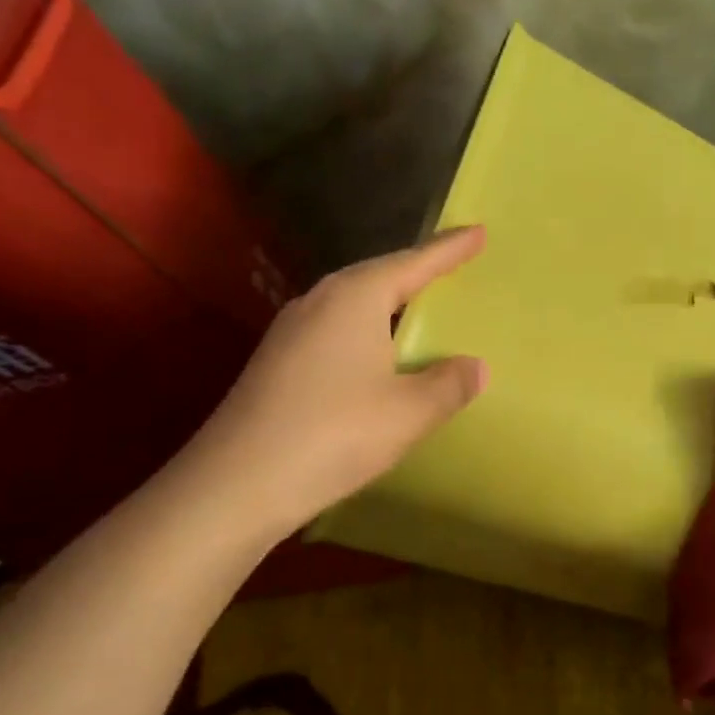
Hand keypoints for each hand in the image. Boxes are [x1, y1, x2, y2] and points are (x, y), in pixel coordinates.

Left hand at [180, 226, 487, 548]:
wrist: (237, 483)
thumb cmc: (334, 434)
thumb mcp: (409, 412)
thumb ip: (448, 385)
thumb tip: (475, 367)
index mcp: (356, 298)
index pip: (414, 262)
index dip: (450, 249)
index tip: (478, 231)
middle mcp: (320, 301)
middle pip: (379, 275)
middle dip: (417, 270)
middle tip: (453, 266)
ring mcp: (292, 331)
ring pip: (353, 303)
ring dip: (389, 301)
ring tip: (419, 306)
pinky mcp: (278, 361)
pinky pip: (336, 329)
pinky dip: (367, 331)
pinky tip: (376, 355)